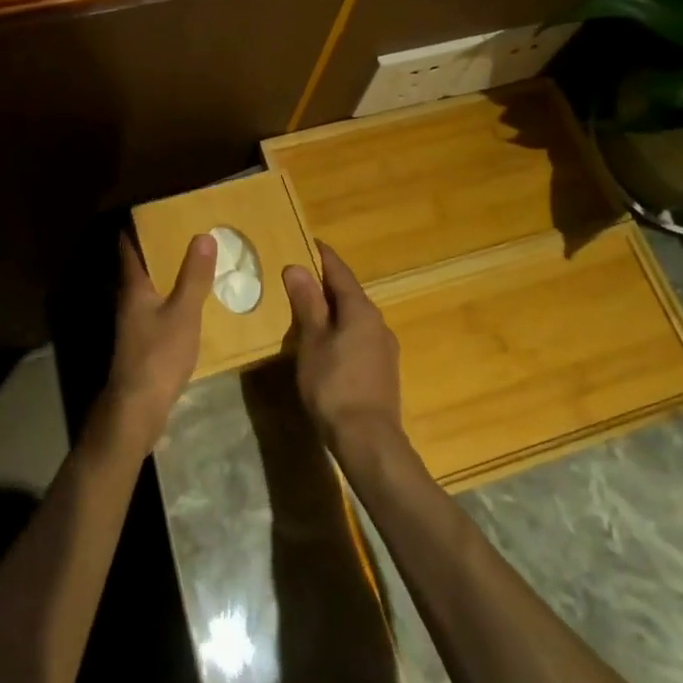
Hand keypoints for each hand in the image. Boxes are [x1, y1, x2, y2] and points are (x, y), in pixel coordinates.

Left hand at [98, 233, 214, 453]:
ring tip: (198, 264)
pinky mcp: (142, 342)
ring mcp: (133, 323)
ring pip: (150, 289)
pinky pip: (158, 309)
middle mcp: (128, 300)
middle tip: (189, 233)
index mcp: (133, 286)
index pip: (129, 247)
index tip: (161, 213)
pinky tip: (194, 304)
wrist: (137, 408)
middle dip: (161, 249)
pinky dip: (173, 299)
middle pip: (141, 266)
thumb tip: (202, 235)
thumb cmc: (158, 355)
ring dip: (169, 275)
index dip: (140, 228)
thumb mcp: (183, 312)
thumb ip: (193, 277)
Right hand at [284, 241, 404, 460]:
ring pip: (355, 317)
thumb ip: (307, 304)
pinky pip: (359, 337)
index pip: (340, 272)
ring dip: (334, 310)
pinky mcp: (383, 370)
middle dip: (326, 284)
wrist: (369, 440)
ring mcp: (384, 348)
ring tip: (309, 309)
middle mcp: (378, 322)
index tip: (308, 242)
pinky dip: (342, 330)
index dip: (323, 256)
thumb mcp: (312, 341)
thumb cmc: (334, 385)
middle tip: (300, 276)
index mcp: (361, 310)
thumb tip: (297, 267)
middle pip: (350, 294)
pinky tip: (327, 344)